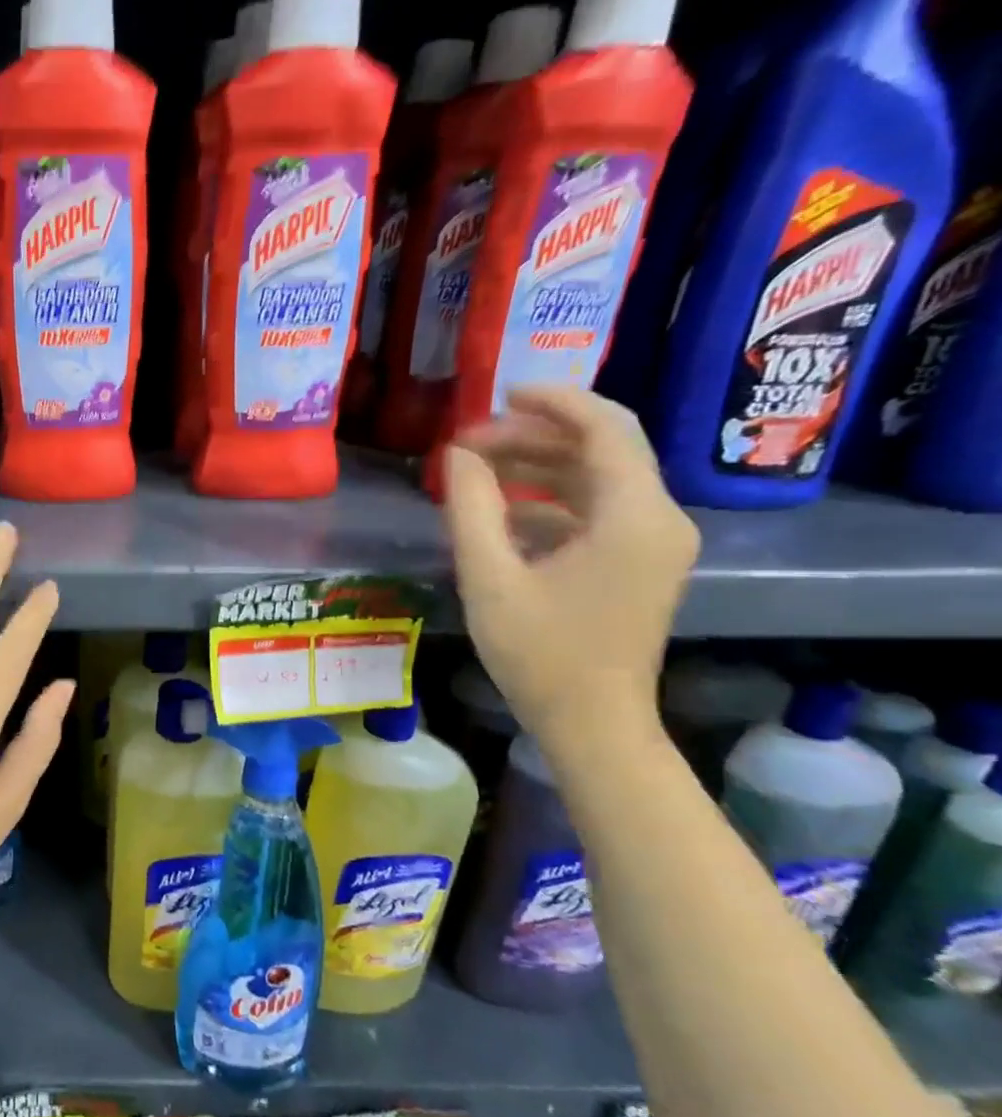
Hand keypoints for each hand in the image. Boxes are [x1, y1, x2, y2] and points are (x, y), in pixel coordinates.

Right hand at [443, 386, 697, 751]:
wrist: (593, 724)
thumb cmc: (540, 654)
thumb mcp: (490, 579)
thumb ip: (471, 509)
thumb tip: (457, 455)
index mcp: (634, 517)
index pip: (604, 428)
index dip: (553, 401)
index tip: (498, 393)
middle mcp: (659, 518)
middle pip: (602, 449)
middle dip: (535, 436)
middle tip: (470, 442)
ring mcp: (655, 543)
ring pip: (598, 480)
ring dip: (540, 467)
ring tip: (477, 471)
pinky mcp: (641, 564)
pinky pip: (597, 512)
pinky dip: (550, 502)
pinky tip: (501, 514)